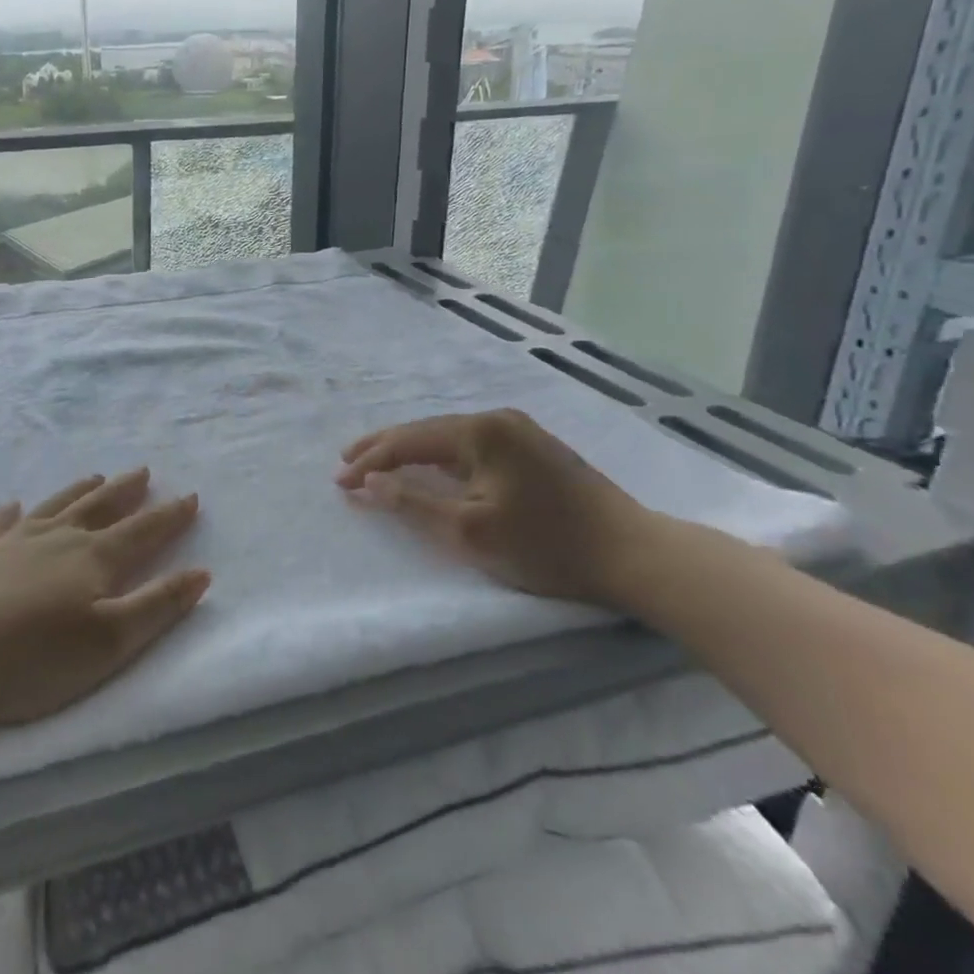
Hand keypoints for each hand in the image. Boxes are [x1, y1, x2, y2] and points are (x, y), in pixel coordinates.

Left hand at [0, 469, 208, 727]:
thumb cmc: (32, 657)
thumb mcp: (108, 642)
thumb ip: (157, 606)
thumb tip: (200, 572)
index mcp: (94, 558)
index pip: (143, 531)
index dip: (169, 516)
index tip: (190, 496)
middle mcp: (58, 538)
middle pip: (99, 507)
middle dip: (126, 491)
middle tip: (143, 471)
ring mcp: (13, 541)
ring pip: (56, 506)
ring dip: (79, 490)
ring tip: (95, 475)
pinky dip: (11, 513)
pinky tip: (13, 506)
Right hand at [337, 409, 656, 608]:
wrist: (635, 553)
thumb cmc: (548, 545)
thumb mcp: (471, 531)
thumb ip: (413, 502)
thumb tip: (369, 484)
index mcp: (480, 431)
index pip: (409, 440)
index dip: (370, 460)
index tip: (339, 481)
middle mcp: (497, 419)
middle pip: (426, 430)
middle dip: (384, 448)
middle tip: (347, 462)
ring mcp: (519, 430)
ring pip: (448, 437)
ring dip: (411, 451)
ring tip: (378, 463)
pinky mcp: (533, 447)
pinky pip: (470, 445)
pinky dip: (440, 457)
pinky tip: (429, 465)